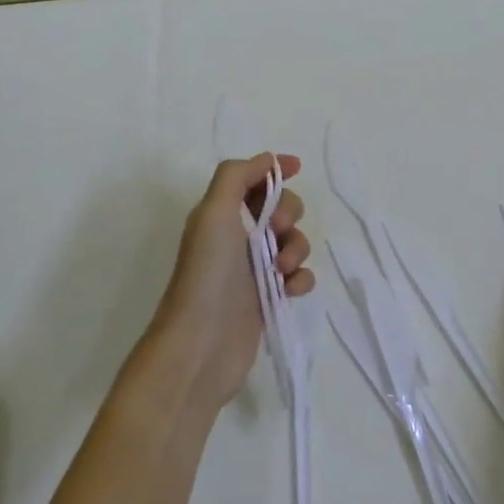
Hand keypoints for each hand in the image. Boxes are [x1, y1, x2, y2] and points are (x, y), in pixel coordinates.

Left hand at [149, 153, 314, 411]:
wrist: (202, 344)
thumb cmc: (207, 272)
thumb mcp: (214, 212)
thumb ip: (236, 177)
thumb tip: (267, 160)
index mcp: (221, 215)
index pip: (252, 181)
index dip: (274, 171)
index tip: (296, 167)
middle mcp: (236, 238)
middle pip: (280, 209)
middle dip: (289, 212)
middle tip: (277, 230)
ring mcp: (254, 270)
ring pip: (294, 242)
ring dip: (297, 248)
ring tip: (281, 269)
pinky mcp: (268, 299)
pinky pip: (298, 277)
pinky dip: (301, 278)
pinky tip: (290, 290)